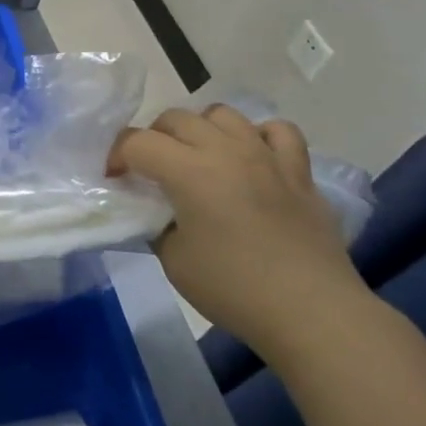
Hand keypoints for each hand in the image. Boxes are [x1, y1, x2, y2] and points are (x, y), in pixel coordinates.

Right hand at [111, 107, 371, 355]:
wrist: (311, 311)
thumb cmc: (233, 288)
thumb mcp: (173, 261)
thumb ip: (156, 225)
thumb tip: (155, 212)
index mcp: (189, 171)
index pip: (136, 142)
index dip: (116, 157)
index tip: (115, 181)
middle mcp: (226, 150)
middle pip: (175, 118)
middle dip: (152, 138)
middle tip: (150, 171)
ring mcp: (266, 155)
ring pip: (223, 114)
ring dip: (200, 129)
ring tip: (197, 159)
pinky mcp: (298, 171)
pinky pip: (277, 131)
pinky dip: (257, 136)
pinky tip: (251, 159)